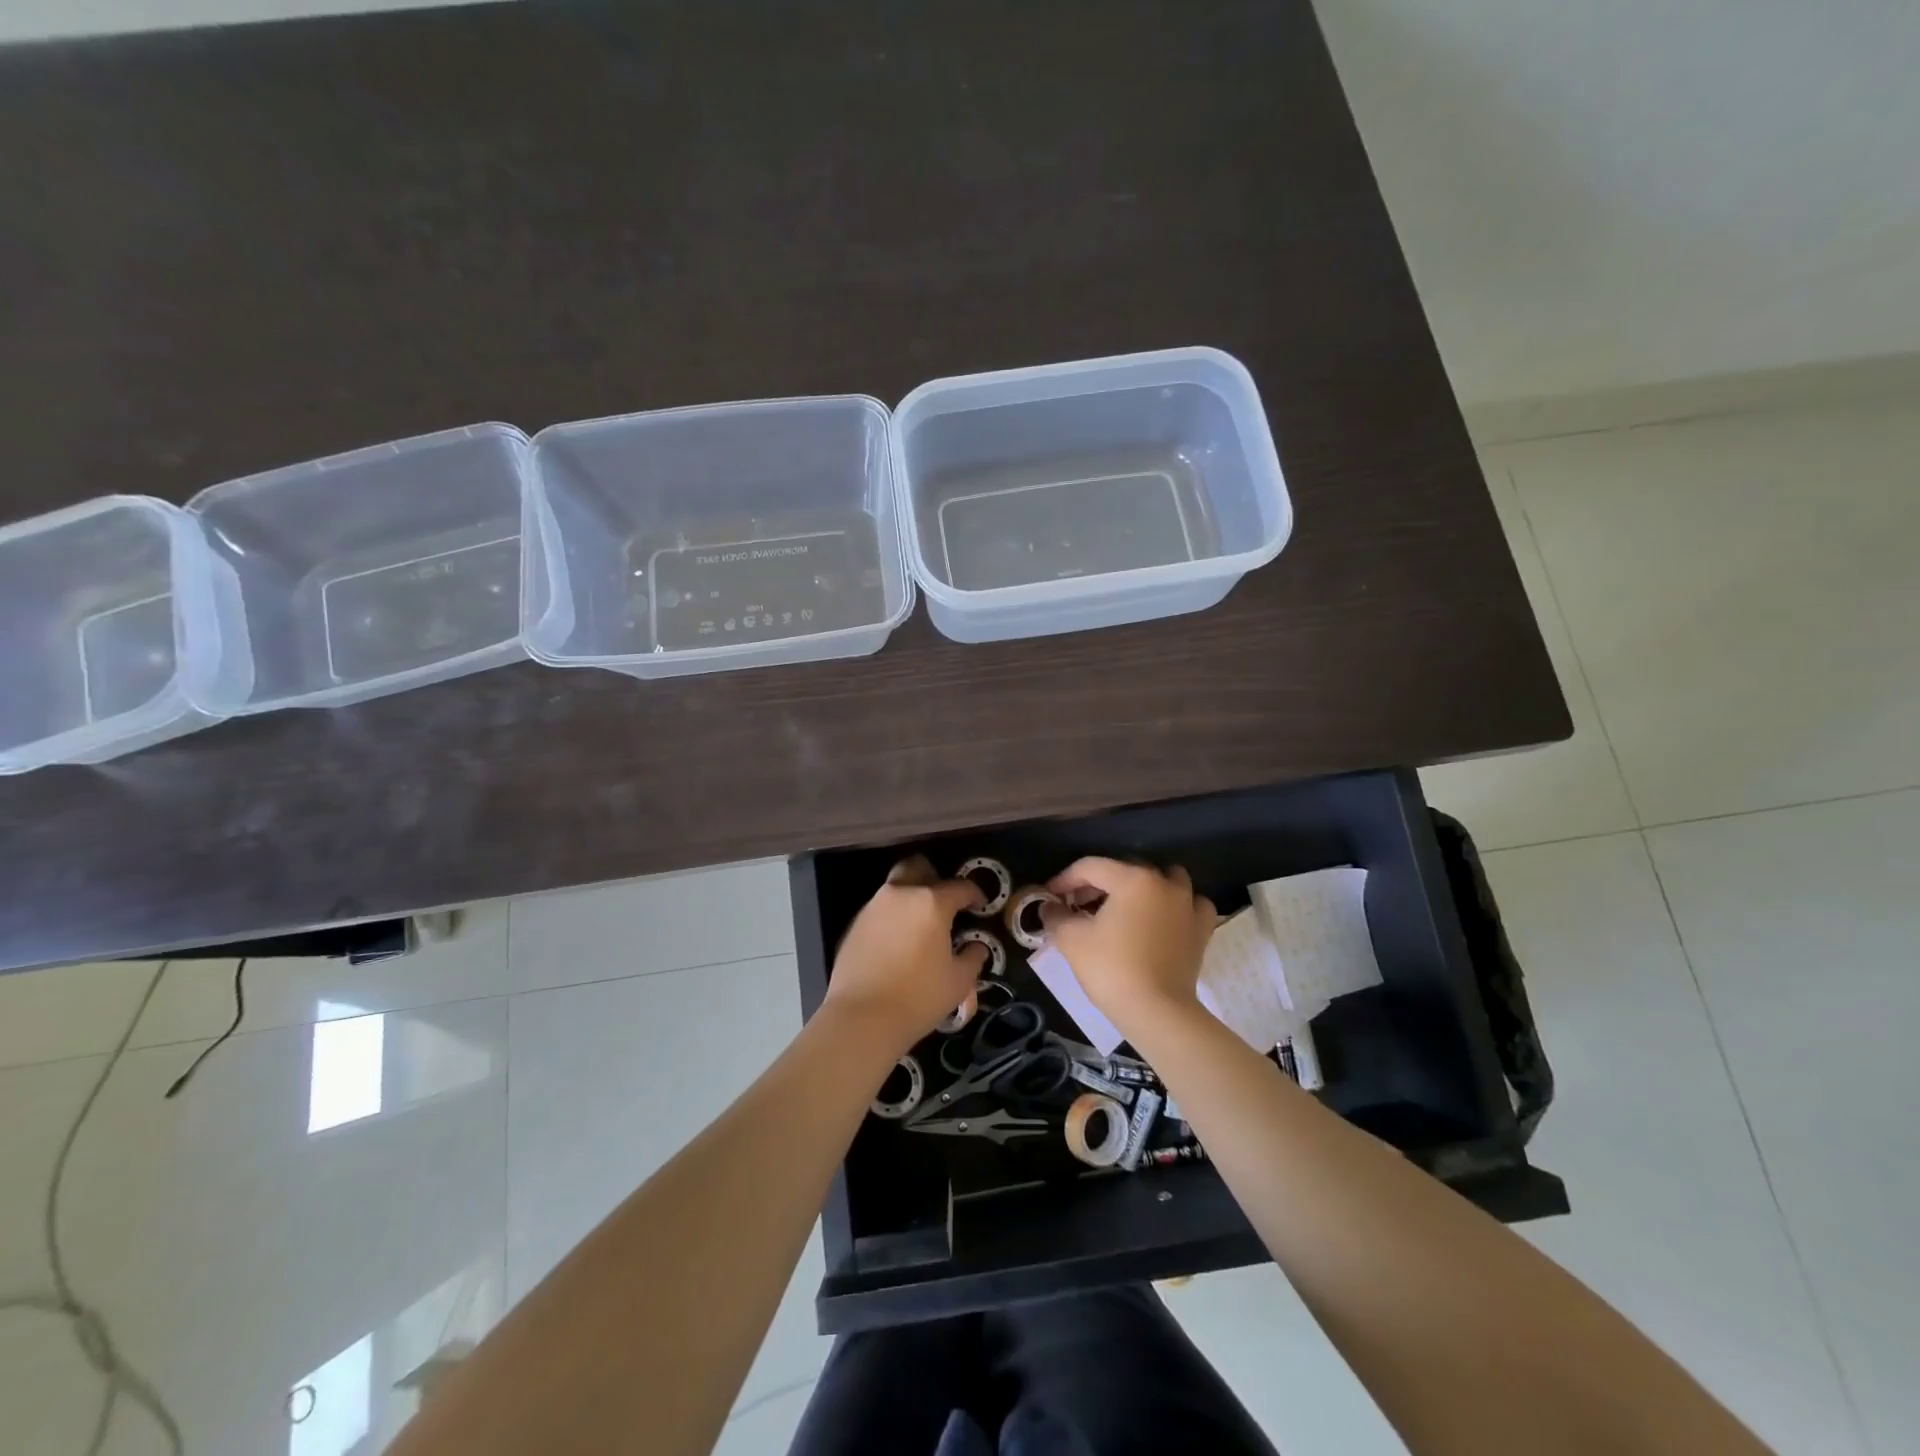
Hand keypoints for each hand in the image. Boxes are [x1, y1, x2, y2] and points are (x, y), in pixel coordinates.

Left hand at [825, 855, 987, 1057]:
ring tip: (921, 924)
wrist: (861, 1018)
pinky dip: (893, 916)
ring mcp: (873, 907)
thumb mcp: (958, 981)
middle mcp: (900, 895)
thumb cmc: (918, 997)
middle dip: (934, 877)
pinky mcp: (854, 924)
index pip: (959, 887)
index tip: (980, 905)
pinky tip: (899, 941)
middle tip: (944, 901)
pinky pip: (880, 909)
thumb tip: (976, 946)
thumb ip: (972, 957)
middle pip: (918, 868)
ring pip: (896, 887)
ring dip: (911, 896)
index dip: (974, 894)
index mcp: (931, 903)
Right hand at [1043, 858, 1216, 1036]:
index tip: (1050, 896)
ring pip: (1165, 879)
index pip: (1091, 867)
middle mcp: (1163, 883)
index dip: (1065, 879)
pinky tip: (1164, 918)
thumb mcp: (1071, 940)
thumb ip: (1056, 916)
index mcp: (1132, 879)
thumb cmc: (1111, 969)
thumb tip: (1050, 907)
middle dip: (1099, 883)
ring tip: (1124, 907)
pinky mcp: (1202, 930)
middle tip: (1078, 904)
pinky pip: (1191, 904)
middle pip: (1125, 870)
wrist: (1157, 1012)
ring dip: (1143, 886)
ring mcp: (1187, 905)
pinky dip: (1177, 905)